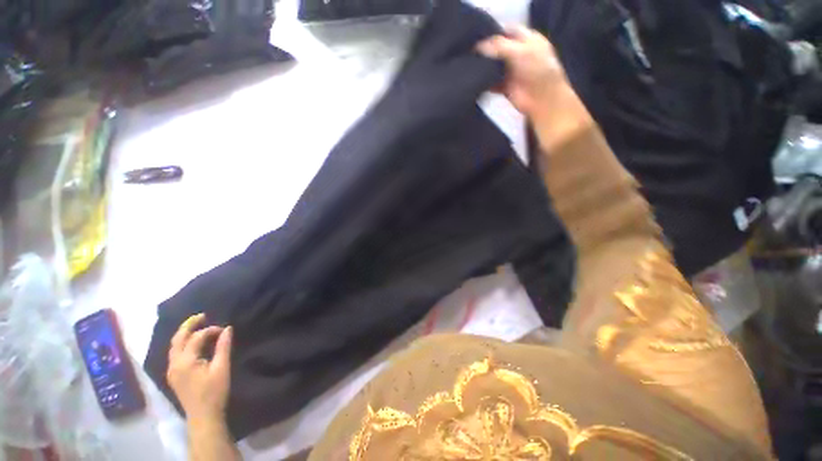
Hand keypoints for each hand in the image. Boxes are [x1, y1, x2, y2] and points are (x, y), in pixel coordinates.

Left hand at [167, 313, 232, 420]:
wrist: (203, 416)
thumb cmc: (214, 391)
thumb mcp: (222, 368)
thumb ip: (223, 347)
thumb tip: (227, 329)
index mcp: (185, 361)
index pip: (196, 338)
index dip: (210, 330)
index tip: (224, 330)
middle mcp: (174, 363)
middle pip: (178, 339)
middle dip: (189, 325)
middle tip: (202, 315)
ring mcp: (171, 370)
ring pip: (174, 346)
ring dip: (184, 334)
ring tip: (197, 325)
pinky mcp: (173, 375)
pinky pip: (175, 353)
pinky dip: (182, 343)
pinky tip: (192, 343)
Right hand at [477, 26, 569, 118]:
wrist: (541, 99)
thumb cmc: (536, 70)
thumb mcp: (519, 51)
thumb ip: (498, 46)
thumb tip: (477, 46)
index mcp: (526, 39)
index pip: (507, 31)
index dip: (493, 32)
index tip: (476, 37)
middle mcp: (518, 53)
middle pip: (498, 49)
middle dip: (486, 50)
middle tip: (470, 52)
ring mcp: (511, 71)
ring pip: (494, 65)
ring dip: (484, 67)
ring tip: (469, 66)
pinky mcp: (505, 86)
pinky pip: (491, 83)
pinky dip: (483, 83)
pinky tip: (474, 81)